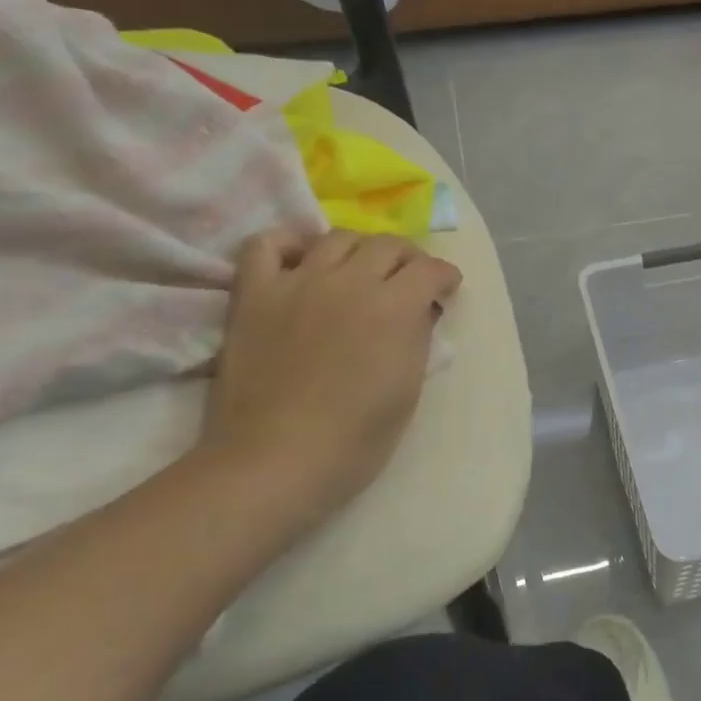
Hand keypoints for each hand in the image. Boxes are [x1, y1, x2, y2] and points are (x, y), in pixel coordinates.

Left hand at [202, 228, 460, 517]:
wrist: (276, 462)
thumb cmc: (355, 440)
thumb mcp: (408, 390)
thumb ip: (417, 338)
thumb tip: (420, 311)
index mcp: (394, 307)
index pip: (430, 269)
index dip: (444, 276)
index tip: (446, 290)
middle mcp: (349, 281)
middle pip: (387, 244)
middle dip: (407, 259)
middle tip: (408, 280)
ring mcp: (297, 283)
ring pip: (336, 238)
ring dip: (358, 250)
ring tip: (358, 271)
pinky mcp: (254, 294)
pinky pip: (266, 245)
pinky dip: (288, 245)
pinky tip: (300, 262)